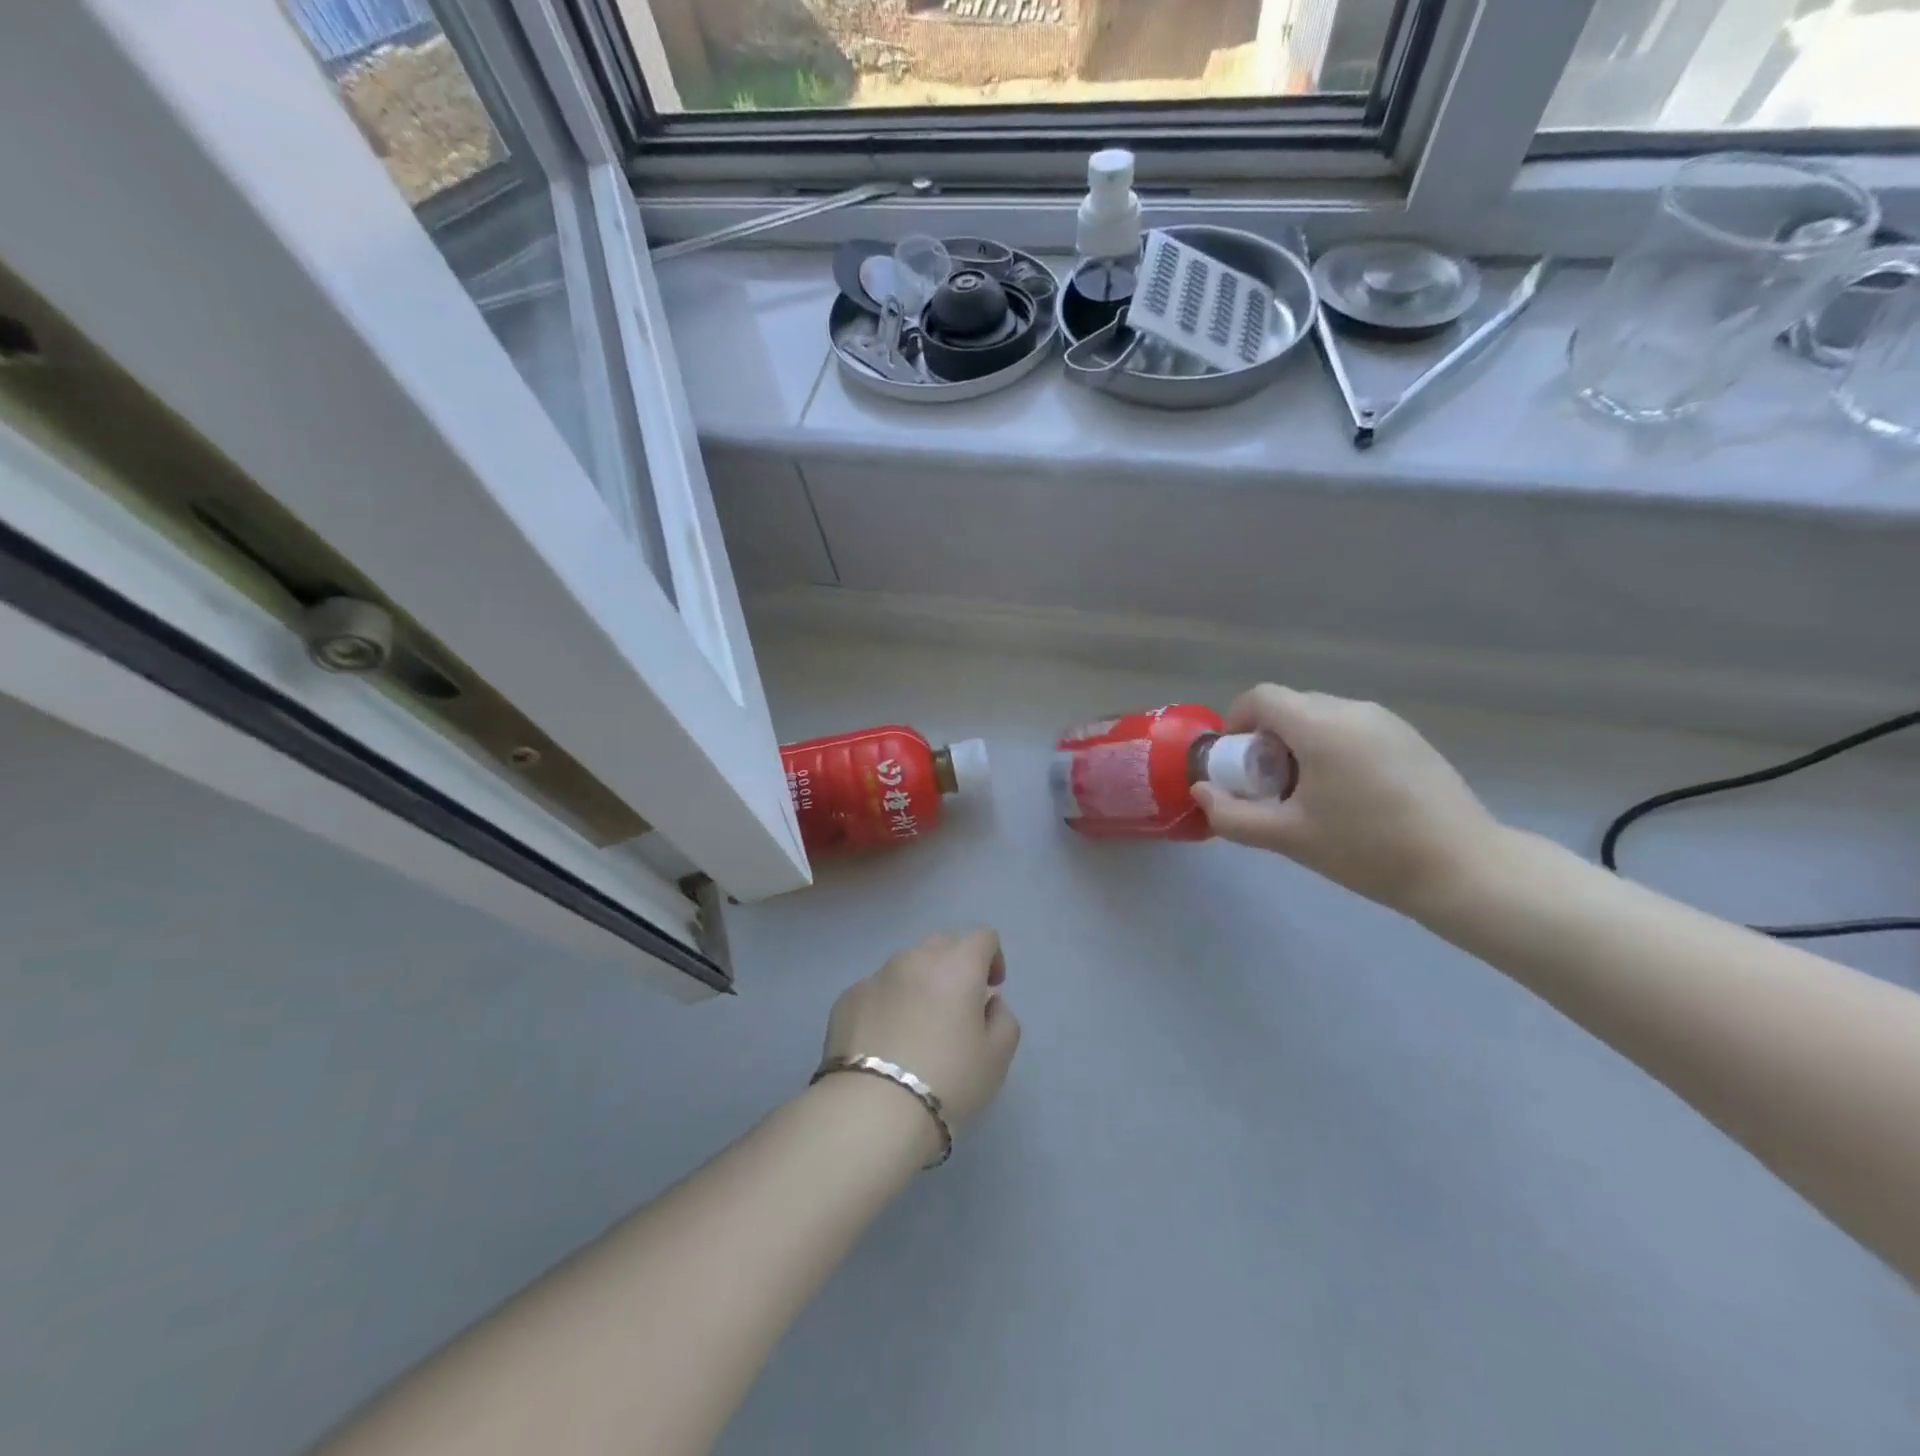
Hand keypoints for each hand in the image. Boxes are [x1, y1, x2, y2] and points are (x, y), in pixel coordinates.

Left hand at [822, 929, 1020, 1134]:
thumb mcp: (997, 1058)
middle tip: (958, 1005)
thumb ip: (1003, 1019)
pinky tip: (886, 1042)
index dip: (993, 957)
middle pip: (943, 943)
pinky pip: (877, 989)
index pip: (982, 937)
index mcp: (957, 966)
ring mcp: (876, 976)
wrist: (873, 1110)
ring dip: (920, 982)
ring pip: (906, 965)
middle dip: (956, 965)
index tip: (991, 989)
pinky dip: (888, 1003)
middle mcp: (915, 959)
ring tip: (918, 1026)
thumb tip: (988, 1002)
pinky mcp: (847, 997)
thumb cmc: (948, 1080)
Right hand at [1192, 686, 1501, 913]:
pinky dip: (1332, 748)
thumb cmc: (1367, 850)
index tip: (1235, 762)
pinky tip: (1347, 795)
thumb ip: (1233, 815)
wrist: (1463, 868)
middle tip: (1268, 786)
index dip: (1236, 721)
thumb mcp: (1288, 837)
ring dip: (1299, 744)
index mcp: (1321, 725)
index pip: (1261, 697)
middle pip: (1291, 706)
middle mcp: (1353, 710)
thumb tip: (1201, 793)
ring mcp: (1387, 721)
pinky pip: (1352, 729)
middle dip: (1266, 738)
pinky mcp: (1410, 738)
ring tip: (1308, 794)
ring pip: (1322, 717)